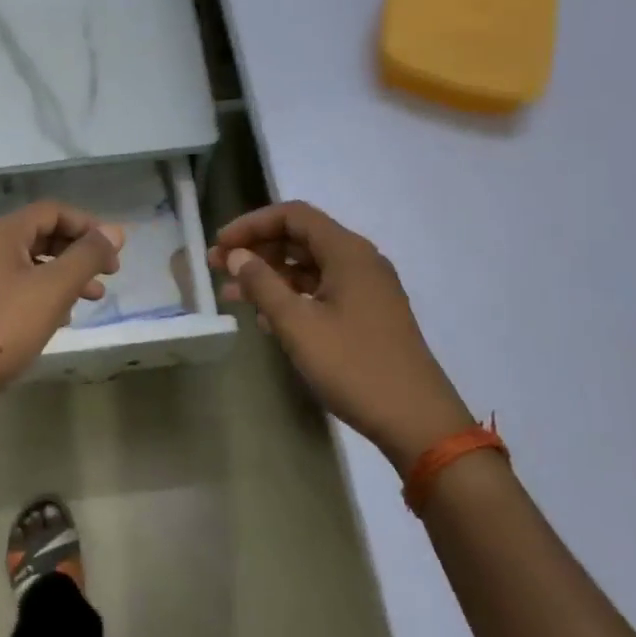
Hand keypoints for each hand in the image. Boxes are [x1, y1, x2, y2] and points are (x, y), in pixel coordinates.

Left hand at [0, 201, 123, 428]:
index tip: (114, 252)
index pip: (52, 211)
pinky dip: (45, 296)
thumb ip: (87, 257)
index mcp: (2, 233)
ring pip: (32, 265)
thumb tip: (116, 231)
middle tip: (109, 275)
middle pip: (42, 235)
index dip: (88, 226)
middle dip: (79, 252)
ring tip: (93, 299)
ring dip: (66, 276)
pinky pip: (19, 288)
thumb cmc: (3, 327)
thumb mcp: (53, 289)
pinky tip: (62, 319)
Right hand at [210, 201, 473, 467]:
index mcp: (348, 252)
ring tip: (233, 295)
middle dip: (257, 248)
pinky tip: (266, 318)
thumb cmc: (354, 367)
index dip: (252, 224)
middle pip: (301, 237)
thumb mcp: (299, 326)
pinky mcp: (368, 314)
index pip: (293, 215)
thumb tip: (237, 255)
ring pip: (310, 266)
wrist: (417, 421)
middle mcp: (360, 261)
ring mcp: (367, 288)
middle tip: (218, 268)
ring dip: (270, 274)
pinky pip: (322, 290)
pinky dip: (291, 295)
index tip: (220, 245)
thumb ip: (263, 285)